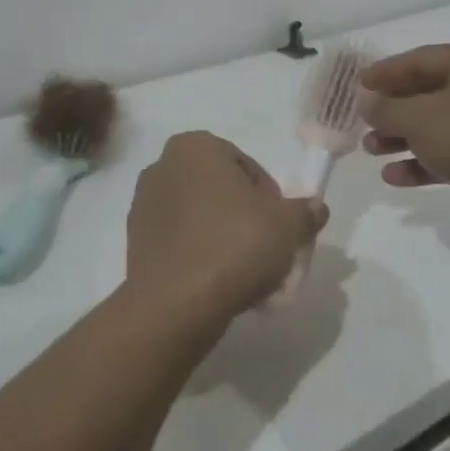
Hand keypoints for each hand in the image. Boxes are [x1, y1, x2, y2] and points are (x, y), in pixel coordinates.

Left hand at [125, 132, 328, 322]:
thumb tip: (316, 208)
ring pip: (198, 216)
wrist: (176, 303)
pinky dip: (197, 254)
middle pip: (219, 189)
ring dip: (221, 236)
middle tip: (264, 249)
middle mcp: (162, 166)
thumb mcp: (287, 226)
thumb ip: (304, 211)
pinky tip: (216, 283)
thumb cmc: (235, 246)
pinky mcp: (134, 241)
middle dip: (243, 215)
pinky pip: (178, 241)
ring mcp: (142, 204)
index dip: (269, 196)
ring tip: (242, 272)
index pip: (246, 165)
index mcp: (195, 147)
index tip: (279, 226)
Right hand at [360, 43, 449, 233]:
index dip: (385, 71)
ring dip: (403, 137)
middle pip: (429, 92)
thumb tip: (365, 101)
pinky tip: (394, 176)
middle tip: (363, 120)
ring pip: (439, 123)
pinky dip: (424, 159)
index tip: (358, 84)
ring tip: (371, 150)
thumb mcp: (418, 118)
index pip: (421, 58)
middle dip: (392, 110)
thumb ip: (385, 107)